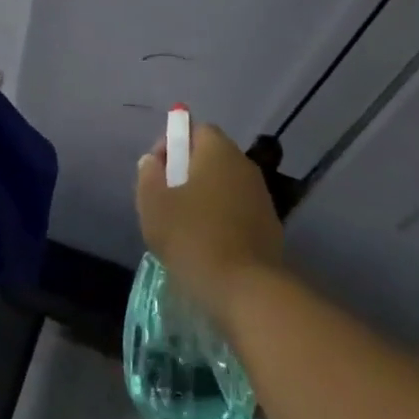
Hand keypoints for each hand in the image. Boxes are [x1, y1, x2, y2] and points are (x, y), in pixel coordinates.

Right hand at [135, 121, 282, 324]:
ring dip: (205, 196)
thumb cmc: (192, 237)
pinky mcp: (270, 225)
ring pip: (225, 184)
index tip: (157, 171)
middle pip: (212, 157)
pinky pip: (238, 210)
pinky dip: (222, 218)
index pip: (196, 130)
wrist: (245, 288)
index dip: (173, 144)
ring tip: (184, 224)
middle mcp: (244, 165)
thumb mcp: (154, 204)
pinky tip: (207, 243)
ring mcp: (261, 196)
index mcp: (218, 151)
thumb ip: (148, 175)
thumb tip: (152, 161)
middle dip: (187, 171)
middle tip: (166, 198)